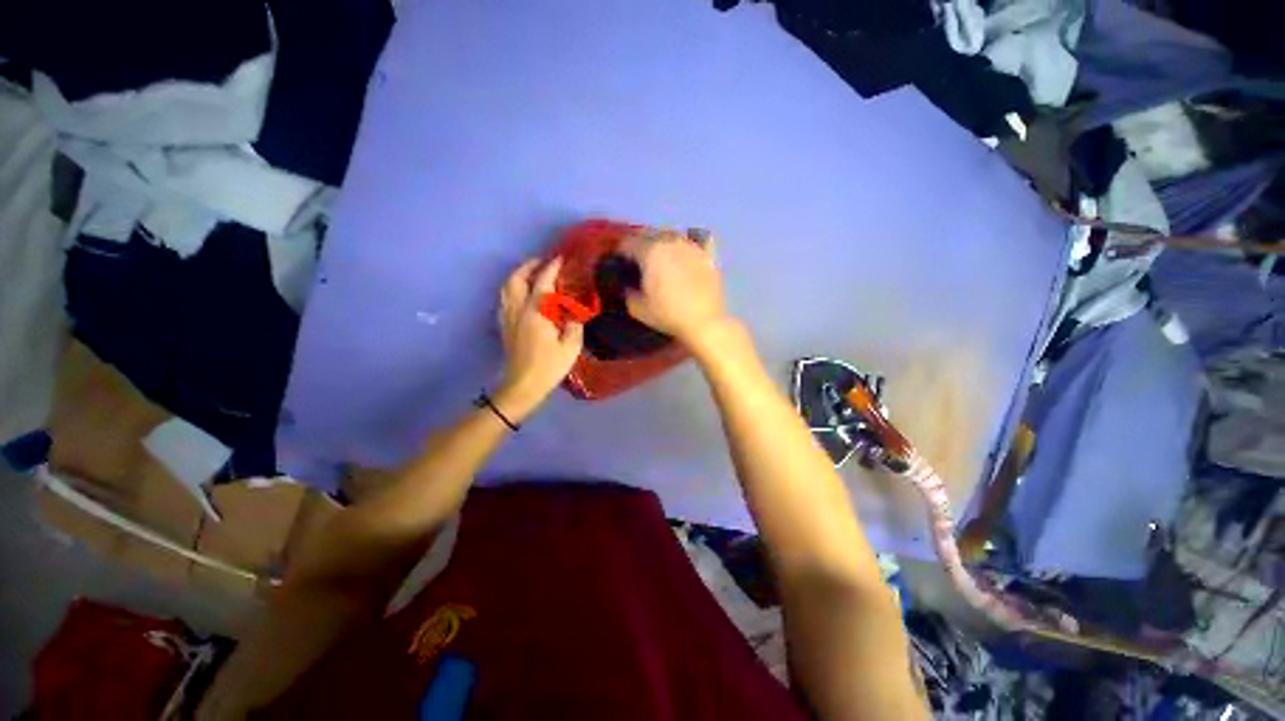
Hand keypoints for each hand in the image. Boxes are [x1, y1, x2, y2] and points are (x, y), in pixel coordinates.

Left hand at [496, 257, 583, 419]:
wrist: (522, 386)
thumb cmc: (549, 367)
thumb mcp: (571, 347)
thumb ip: (574, 324)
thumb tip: (575, 311)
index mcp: (536, 313)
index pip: (542, 282)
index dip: (551, 268)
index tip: (560, 258)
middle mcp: (518, 310)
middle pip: (516, 279)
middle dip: (529, 266)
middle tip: (542, 262)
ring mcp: (508, 317)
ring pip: (507, 287)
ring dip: (518, 275)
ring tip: (531, 274)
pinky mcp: (504, 326)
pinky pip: (504, 299)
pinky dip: (512, 289)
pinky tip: (521, 294)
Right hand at [618, 230, 728, 345]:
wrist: (704, 322)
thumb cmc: (668, 315)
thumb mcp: (638, 309)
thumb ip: (627, 292)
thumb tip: (628, 285)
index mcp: (650, 251)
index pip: (627, 242)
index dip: (620, 252)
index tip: (619, 263)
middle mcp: (670, 241)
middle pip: (648, 234)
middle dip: (639, 245)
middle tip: (637, 261)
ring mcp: (691, 245)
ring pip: (670, 235)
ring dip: (662, 243)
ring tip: (661, 258)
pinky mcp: (707, 254)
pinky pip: (697, 239)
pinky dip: (689, 242)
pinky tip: (687, 251)